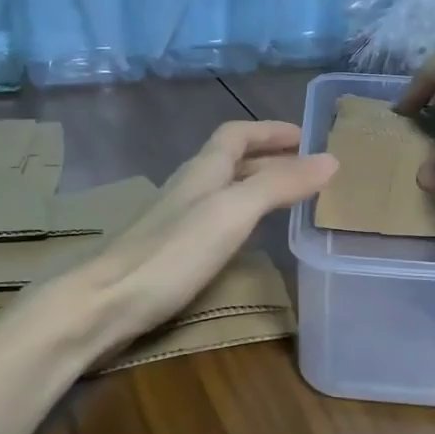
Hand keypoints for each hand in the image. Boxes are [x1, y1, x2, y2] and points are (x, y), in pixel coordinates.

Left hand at [54, 121, 335, 357]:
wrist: (104, 302)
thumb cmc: (172, 252)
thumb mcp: (233, 212)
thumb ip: (279, 185)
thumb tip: (329, 159)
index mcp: (202, 170)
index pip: (237, 134)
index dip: (269, 131)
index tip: (304, 136)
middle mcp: (188, 188)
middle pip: (231, 161)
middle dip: (269, 159)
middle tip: (306, 170)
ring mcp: (175, 220)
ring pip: (223, 190)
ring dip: (255, 187)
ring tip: (286, 200)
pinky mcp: (169, 251)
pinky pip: (215, 220)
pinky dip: (240, 217)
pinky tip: (246, 239)